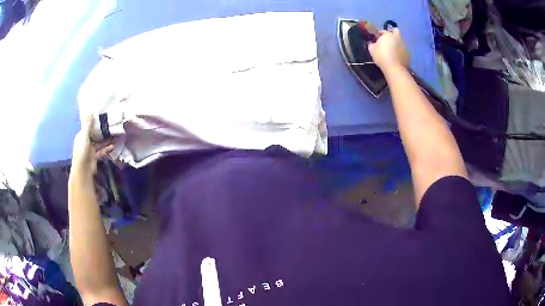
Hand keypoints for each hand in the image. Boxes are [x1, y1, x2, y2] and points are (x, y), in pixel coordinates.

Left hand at [71, 116, 113, 176]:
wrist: (83, 170)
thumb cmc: (82, 151)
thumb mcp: (84, 136)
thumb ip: (88, 125)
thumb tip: (90, 113)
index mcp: (81, 136)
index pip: (88, 127)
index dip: (94, 122)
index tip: (102, 117)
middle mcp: (85, 142)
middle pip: (95, 135)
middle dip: (102, 131)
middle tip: (111, 125)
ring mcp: (90, 150)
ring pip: (100, 143)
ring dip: (106, 140)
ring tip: (115, 136)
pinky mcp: (95, 157)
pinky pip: (102, 151)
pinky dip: (107, 149)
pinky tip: (113, 147)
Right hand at [368, 28, 409, 71]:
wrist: (394, 68)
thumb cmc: (381, 57)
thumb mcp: (372, 50)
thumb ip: (371, 44)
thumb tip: (371, 42)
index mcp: (388, 35)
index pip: (383, 31)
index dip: (380, 34)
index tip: (377, 39)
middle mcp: (397, 38)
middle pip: (396, 31)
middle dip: (392, 33)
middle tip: (388, 40)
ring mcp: (404, 45)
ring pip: (400, 41)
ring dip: (397, 43)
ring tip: (393, 51)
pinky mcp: (408, 54)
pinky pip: (403, 50)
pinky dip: (400, 52)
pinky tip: (397, 57)